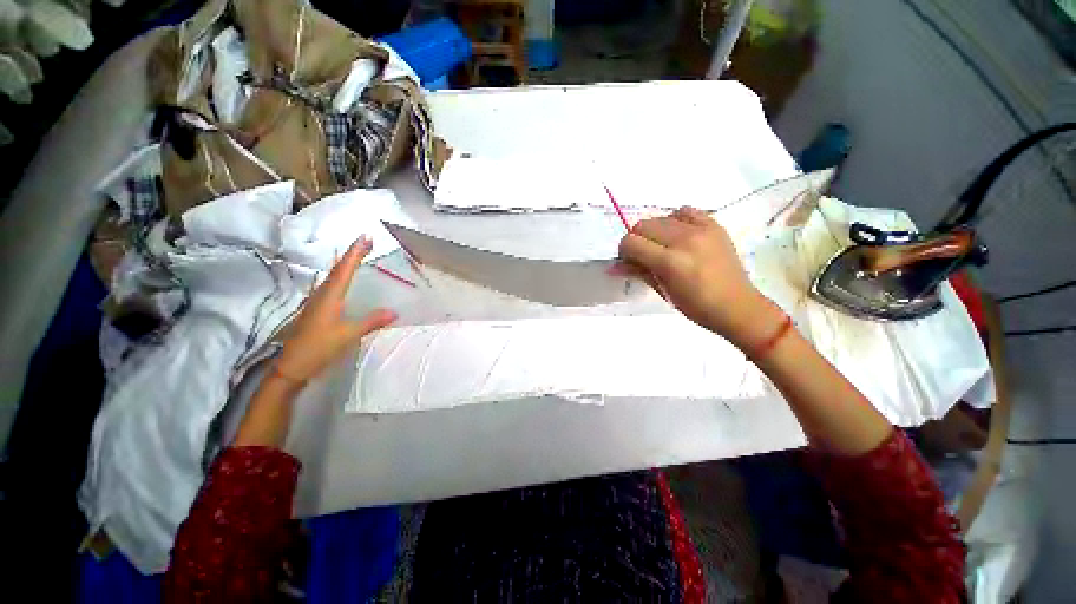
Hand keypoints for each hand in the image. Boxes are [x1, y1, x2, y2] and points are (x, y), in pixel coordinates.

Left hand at [273, 236, 396, 384]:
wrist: (292, 366)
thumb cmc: (319, 348)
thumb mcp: (348, 335)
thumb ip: (371, 322)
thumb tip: (394, 312)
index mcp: (330, 297)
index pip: (345, 269)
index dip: (355, 252)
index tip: (366, 237)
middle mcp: (322, 294)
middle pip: (338, 268)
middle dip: (352, 253)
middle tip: (367, 241)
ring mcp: (317, 301)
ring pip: (333, 276)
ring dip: (346, 263)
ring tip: (359, 255)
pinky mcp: (317, 309)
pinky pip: (331, 285)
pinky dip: (341, 276)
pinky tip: (345, 280)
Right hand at [618, 207, 782, 350]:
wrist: (737, 306)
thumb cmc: (695, 307)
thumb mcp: (662, 291)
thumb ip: (637, 272)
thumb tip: (613, 266)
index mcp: (670, 262)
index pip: (631, 242)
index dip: (624, 251)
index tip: (629, 261)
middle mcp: (684, 240)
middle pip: (642, 225)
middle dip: (636, 240)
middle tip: (644, 256)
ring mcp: (701, 229)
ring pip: (660, 217)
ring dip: (654, 232)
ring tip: (663, 247)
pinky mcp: (714, 225)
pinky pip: (685, 211)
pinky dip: (675, 220)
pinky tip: (678, 235)